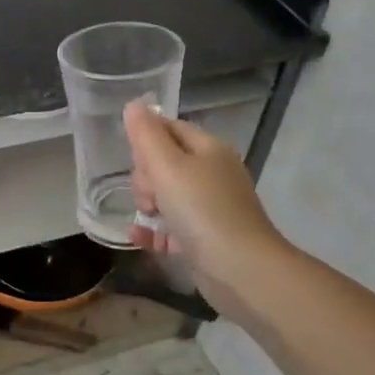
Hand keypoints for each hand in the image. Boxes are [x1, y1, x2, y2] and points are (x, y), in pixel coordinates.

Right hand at [125, 101, 284, 304]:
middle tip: (149, 195)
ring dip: (148, 204)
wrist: (241, 270)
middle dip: (146, 177)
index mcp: (208, 149)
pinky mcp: (205, 238)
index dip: (146, 140)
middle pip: (166, 162)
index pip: (170, 129)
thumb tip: (133, 104)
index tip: (135, 160)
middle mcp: (212, 173)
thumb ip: (146, 135)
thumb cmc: (202, 210)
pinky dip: (154, 230)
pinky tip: (136, 235)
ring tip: (147, 216)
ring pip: (167, 195)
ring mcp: (211, 207)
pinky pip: (171, 227)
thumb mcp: (167, 166)